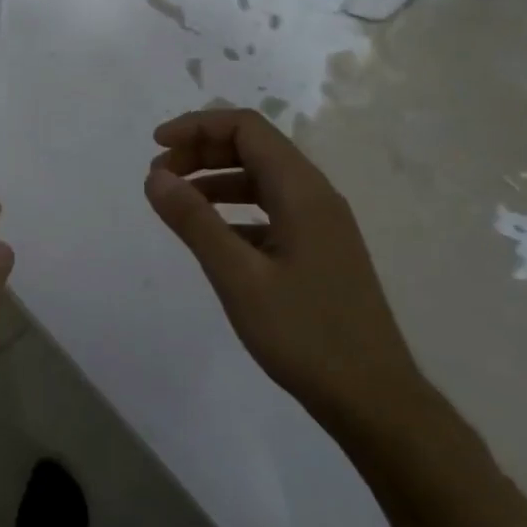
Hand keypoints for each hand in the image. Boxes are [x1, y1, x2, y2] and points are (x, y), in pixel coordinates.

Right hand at [143, 108, 425, 436]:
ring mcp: (321, 225)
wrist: (372, 398)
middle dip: (202, 151)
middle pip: (254, 148)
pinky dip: (233, 210)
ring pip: (261, 180)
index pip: (247, 128)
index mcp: (302, 192)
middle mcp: (316, 197)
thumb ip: (194, 221)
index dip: (197, 127)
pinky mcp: (318, 252)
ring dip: (215, 180)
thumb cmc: (304, 334)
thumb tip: (154, 176)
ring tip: (176, 202)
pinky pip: (269, 210)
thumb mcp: (237, 276)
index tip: (155, 148)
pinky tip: (211, 236)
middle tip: (159, 178)